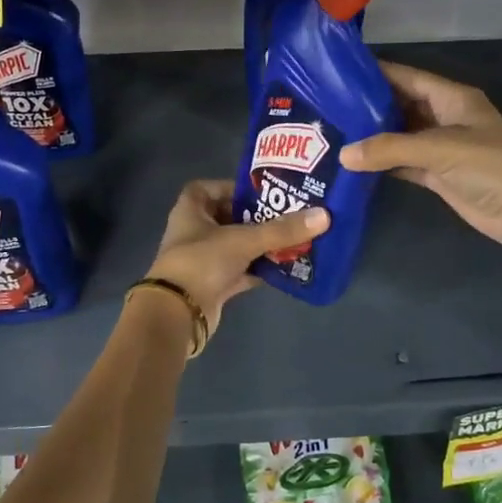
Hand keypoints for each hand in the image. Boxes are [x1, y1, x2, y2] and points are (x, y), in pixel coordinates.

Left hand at [144, 179, 328, 337]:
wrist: (178, 315)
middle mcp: (194, 232)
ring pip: (236, 246)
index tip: (260, 192)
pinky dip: (259, 269)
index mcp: (190, 211)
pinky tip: (285, 267)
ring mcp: (203, 261)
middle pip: (227, 217)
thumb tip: (324, 215)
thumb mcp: (243, 240)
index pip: (207, 188)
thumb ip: (282, 230)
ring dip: (261, 244)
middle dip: (256, 217)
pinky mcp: (213, 286)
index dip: (231, 187)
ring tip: (293, 238)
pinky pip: (241, 271)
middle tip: (287, 213)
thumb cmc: (202, 262)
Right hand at [339, 61, 501, 254]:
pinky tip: (354, 164)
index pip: (407, 77)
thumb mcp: (439, 149)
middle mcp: (445, 117)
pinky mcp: (438, 175)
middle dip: (368, 106)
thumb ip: (390, 149)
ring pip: (400, 136)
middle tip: (326, 106)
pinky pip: (404, 163)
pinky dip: (383, 164)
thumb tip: (343, 155)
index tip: (338, 72)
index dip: (376, 74)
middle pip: (401, 105)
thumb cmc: (490, 166)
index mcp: (452, 97)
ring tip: (332, 132)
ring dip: (373, 137)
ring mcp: (441, 147)